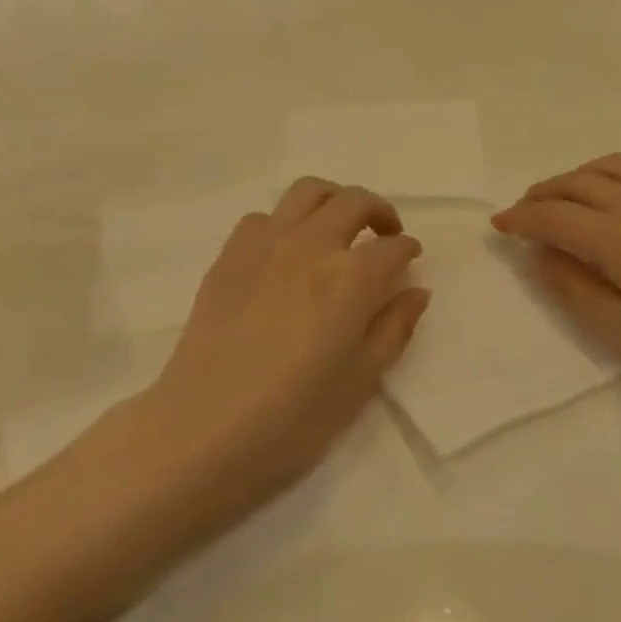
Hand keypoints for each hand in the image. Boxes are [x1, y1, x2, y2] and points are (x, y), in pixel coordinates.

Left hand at [139, 177, 430, 514]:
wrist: (203, 430)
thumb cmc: (293, 417)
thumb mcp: (360, 381)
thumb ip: (394, 328)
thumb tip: (416, 291)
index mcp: (350, 278)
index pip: (393, 248)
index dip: (408, 251)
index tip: (410, 260)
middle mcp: (311, 245)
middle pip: (354, 201)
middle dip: (379, 211)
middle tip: (384, 235)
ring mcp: (265, 244)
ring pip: (307, 191)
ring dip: (333, 201)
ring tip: (338, 228)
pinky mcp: (229, 255)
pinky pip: (263, 217)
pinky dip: (284, 223)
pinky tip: (285, 253)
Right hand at [492, 154, 620, 414]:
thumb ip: (574, 289)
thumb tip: (541, 254)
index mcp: (620, 237)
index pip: (554, 215)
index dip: (520, 218)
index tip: (497, 225)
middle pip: (577, 182)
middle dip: (541, 194)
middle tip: (521, 214)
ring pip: (610, 167)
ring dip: (575, 177)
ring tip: (561, 200)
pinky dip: (608, 177)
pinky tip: (611, 204)